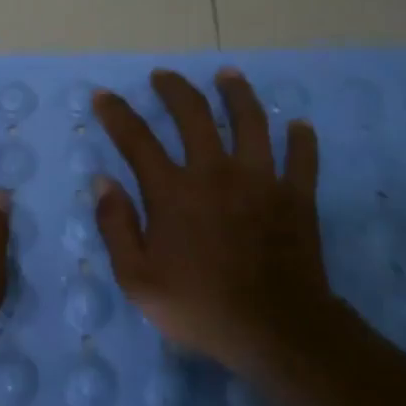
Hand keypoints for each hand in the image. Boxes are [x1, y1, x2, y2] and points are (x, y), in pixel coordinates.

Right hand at [90, 68, 332, 373]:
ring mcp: (261, 180)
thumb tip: (102, 182)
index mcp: (173, 191)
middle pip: (194, 114)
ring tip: (228, 74)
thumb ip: (115, 226)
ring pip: (251, 121)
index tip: (103, 95)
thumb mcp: (137, 278)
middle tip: (163, 76)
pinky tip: (299, 125)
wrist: (276, 331)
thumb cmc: (199, 306)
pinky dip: (301, 139)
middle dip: (174, 89)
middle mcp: (215, 172)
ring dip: (237, 93)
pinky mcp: (296, 197)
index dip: (116, 113)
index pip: (136, 139)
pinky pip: (302, 158)